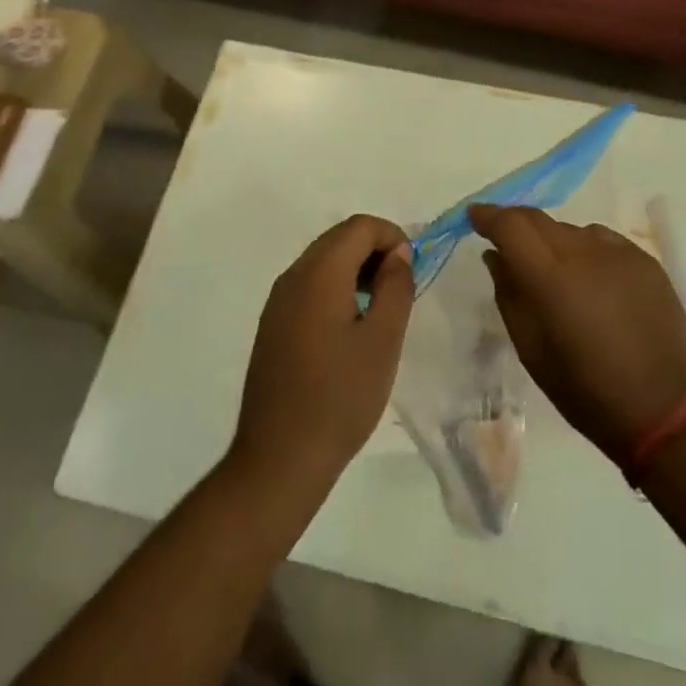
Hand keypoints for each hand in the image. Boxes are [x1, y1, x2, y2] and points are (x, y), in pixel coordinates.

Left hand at [230, 214, 415, 496]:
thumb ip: (395, 287)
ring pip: (323, 261)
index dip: (392, 236)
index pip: (359, 226)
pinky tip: (351, 328)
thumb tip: (398, 253)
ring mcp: (278, 301)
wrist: (279, 459)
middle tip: (401, 288)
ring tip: (381, 309)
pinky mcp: (273, 325)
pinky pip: (309, 286)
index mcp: (319, 273)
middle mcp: (293, 276)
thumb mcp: (382, 340)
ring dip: (356, 269)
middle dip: (375, 250)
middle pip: (339, 238)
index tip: (413, 270)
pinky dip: (336, 288)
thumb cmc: (340, 397)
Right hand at [472, 204, 685, 466]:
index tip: (475, 218)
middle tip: (507, 242)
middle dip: (516, 224)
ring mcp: (619, 253)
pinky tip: (593, 280)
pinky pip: (603, 241)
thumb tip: (495, 256)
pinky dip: (587, 250)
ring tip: (557, 273)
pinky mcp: (646, 260)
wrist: (665, 411)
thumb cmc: (586, 391)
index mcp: (550, 277)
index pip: (510, 225)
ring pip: (571, 230)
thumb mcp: (532, 350)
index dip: (488, 216)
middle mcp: (583, 252)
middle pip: (539, 219)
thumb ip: (509, 295)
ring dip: (554, 242)